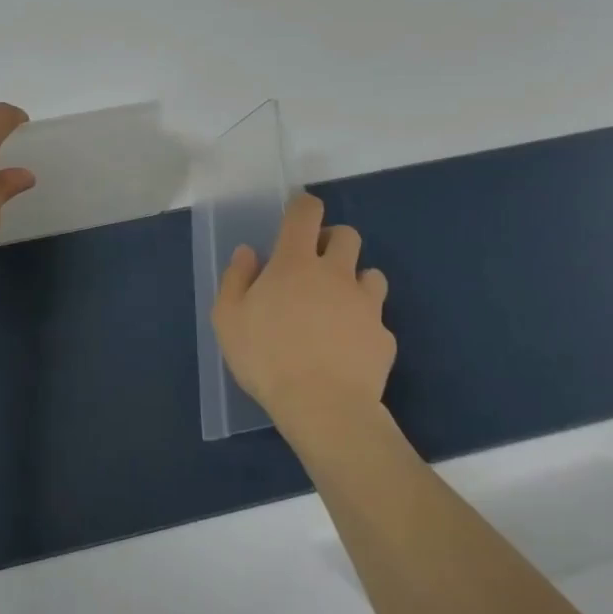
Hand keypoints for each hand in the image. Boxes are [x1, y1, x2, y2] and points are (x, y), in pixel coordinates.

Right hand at [212, 193, 394, 436]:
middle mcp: (335, 273)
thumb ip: (235, 278)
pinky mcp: (384, 337)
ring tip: (337, 306)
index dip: (303, 206)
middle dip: (332, 241)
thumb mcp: (228, 318)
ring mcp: (366, 304)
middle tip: (314, 266)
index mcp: (295, 262)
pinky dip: (365, 326)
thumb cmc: (267, 357)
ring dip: (355, 281)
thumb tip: (248, 253)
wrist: (324, 408)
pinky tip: (349, 348)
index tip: (296, 215)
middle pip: (347, 235)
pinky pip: (377, 320)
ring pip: (371, 274)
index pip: (306, 212)